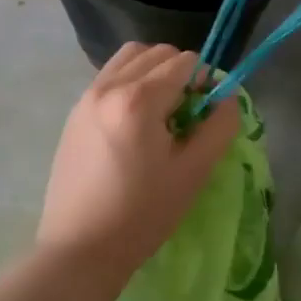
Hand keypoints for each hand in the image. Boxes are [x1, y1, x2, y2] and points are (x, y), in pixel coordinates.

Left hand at [38, 44, 241, 282]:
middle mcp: (108, 86)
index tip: (208, 112)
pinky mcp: (74, 112)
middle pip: (156, 52)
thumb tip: (226, 95)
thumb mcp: (193, 172)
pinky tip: (134, 123)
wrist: (81, 248)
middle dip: (180, 72)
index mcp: (138, 99)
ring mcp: (86, 96)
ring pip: (129, 58)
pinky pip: (109, 76)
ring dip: (153, 71)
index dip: (206, 81)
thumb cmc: (142, 214)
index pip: (184, 62)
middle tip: (187, 113)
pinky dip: (129, 82)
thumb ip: (218, 126)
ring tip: (160, 112)